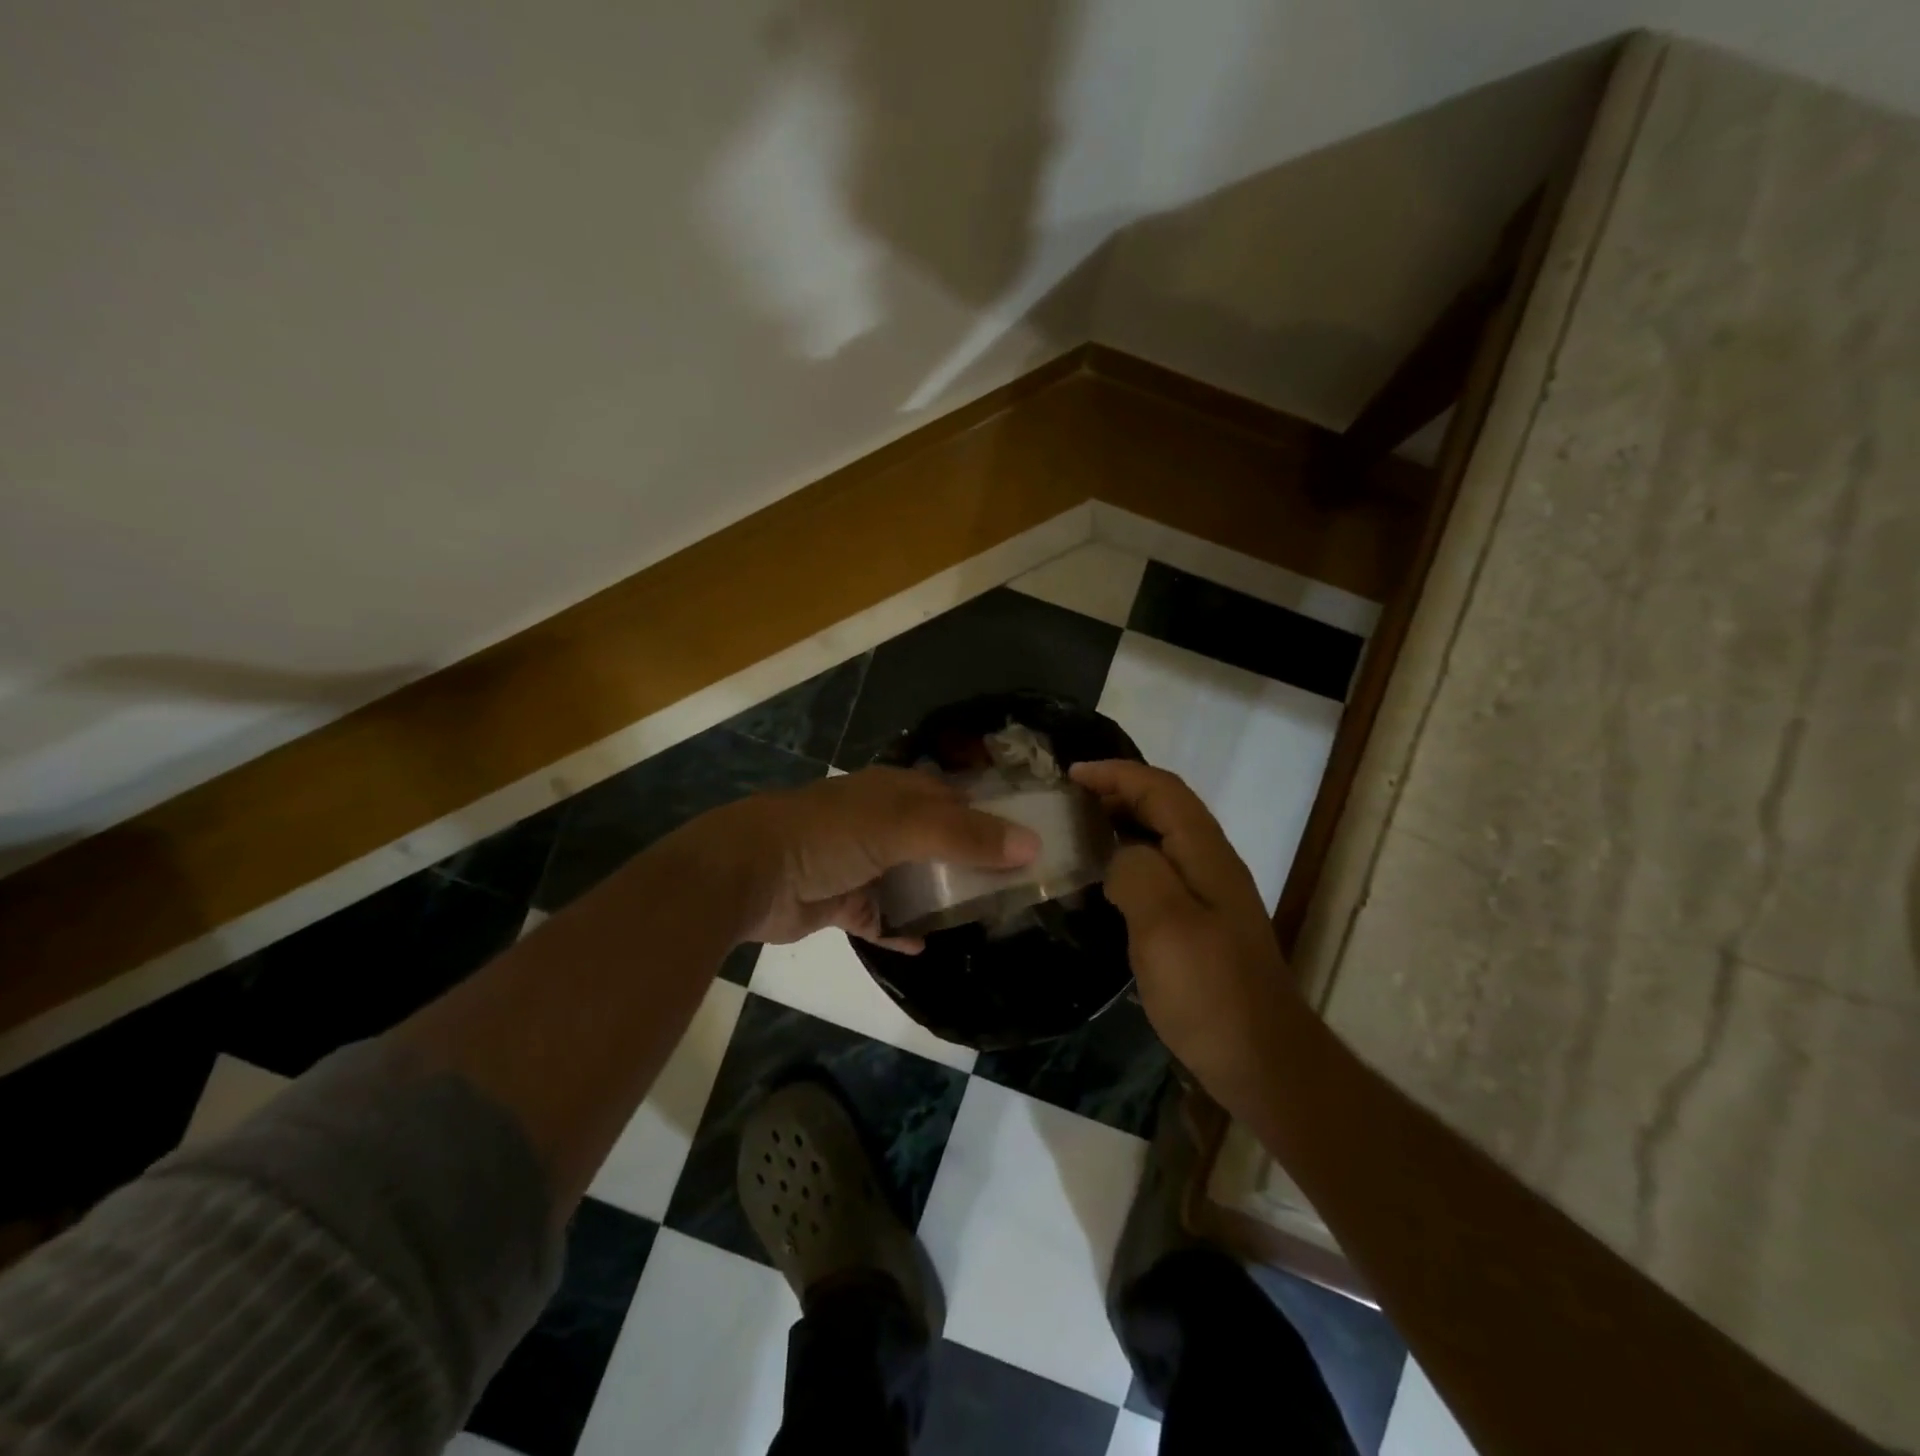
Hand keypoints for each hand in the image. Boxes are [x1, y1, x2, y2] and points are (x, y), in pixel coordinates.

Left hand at [704, 767, 1039, 950]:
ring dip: (939, 896)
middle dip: (971, 861)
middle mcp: (881, 823)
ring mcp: (860, 863)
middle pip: (937, 841)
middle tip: (1014, 889)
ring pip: (912, 879)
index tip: (1030, 843)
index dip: (991, 816)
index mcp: (895, 793)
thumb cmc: (829, 836)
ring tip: (981, 918)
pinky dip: (899, 929)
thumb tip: (1032, 846)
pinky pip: (880, 917)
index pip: (955, 799)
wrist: (749, 874)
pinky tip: (923, 944)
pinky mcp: (842, 901)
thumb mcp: (902, 826)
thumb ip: (965, 835)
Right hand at [1070, 760, 1299, 1104]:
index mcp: (1206, 855)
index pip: (1161, 790)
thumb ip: (1137, 873)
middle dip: (1118, 794)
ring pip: (1162, 840)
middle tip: (1069, 804)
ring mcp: (1210, 897)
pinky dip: (1128, 861)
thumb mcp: (1165, 926)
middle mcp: (1211, 865)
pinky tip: (1104, 884)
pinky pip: (1160, 873)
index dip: (1117, 774)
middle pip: (1165, 808)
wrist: (1261, 1061)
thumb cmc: (1210, 992)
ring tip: (1078, 836)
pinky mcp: (1201, 926)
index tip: (1071, 775)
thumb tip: (1118, 856)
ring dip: (1122, 826)